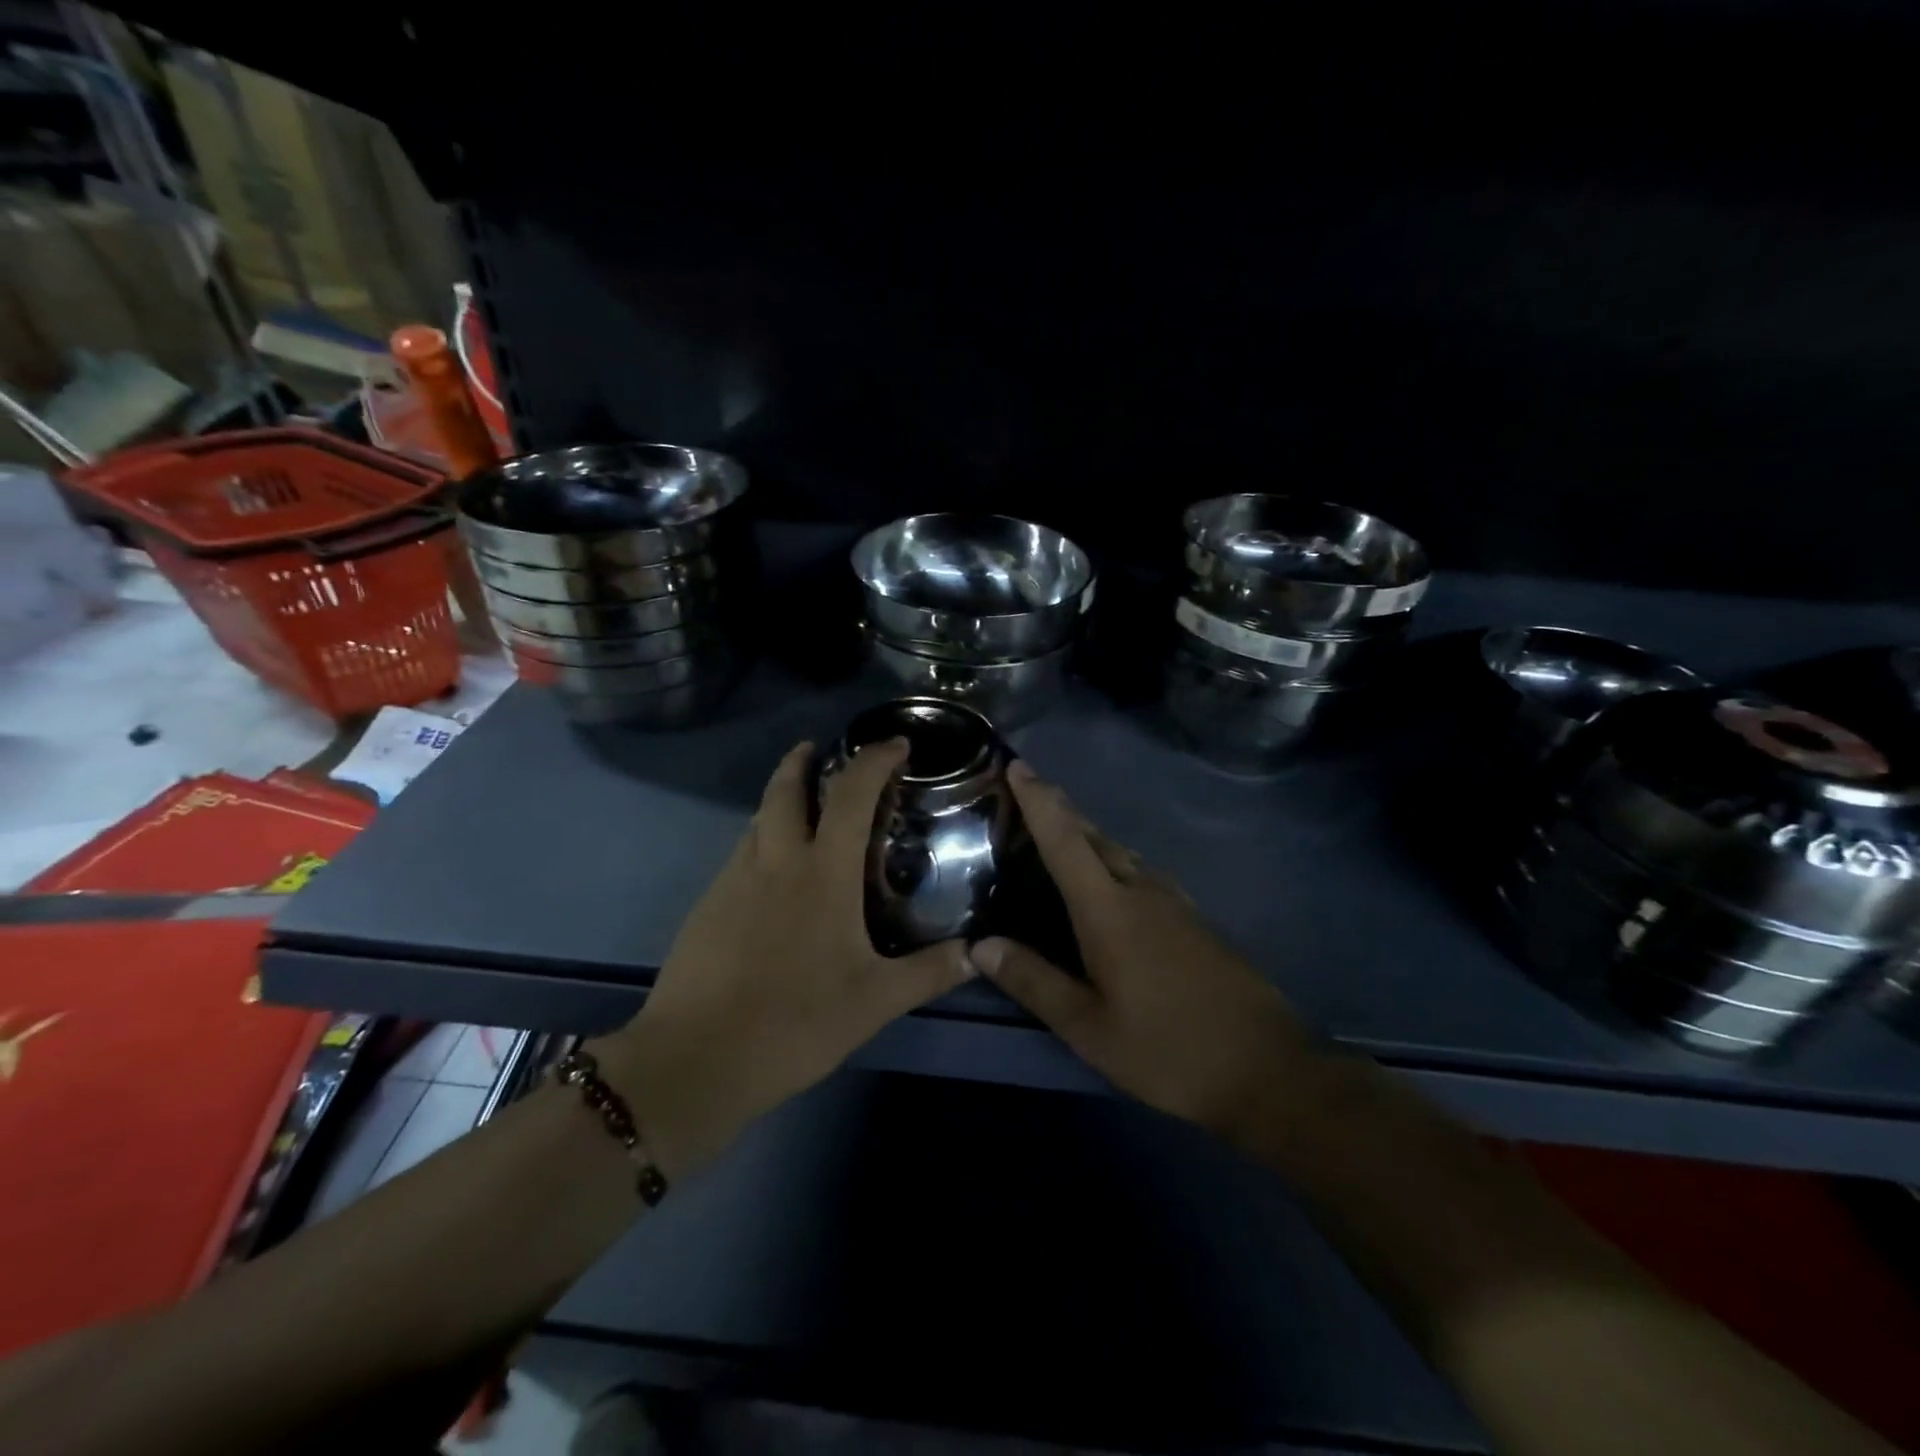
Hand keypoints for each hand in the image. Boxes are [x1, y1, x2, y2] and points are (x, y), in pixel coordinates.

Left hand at [596, 739, 973, 1177]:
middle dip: (801, 760)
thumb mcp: (874, 1001)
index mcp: (822, 873)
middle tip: (819, 750)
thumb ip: (929, 973)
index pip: (851, 795)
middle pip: (784, 790)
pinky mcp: (706, 906)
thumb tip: (976, 953)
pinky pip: (740, 855)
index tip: (895, 744)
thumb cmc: (795, 1021)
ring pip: (757, 820)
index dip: (874, 760)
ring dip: (778, 800)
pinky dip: (761, 841)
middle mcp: (775, 862)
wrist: (696, 1058)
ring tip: (801, 807)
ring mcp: (733, 881)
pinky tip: (773, 874)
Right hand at [970, 761, 1307, 1143]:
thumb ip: (1034, 981)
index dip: (1039, 801)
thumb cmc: (1167, 1050)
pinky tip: (1115, 879)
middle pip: (1094, 836)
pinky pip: (1143, 872)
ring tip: (1062, 829)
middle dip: (1060, 808)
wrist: (1267, 1070)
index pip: (1065, 841)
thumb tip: (980, 945)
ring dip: (1088, 833)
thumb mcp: (1089, 1028)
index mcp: (1110, 910)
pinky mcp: (1196, 920)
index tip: (1018, 765)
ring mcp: (1175, 903)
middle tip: (1029, 789)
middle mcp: (1142, 891)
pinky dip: (1115, 860)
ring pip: (1122, 852)